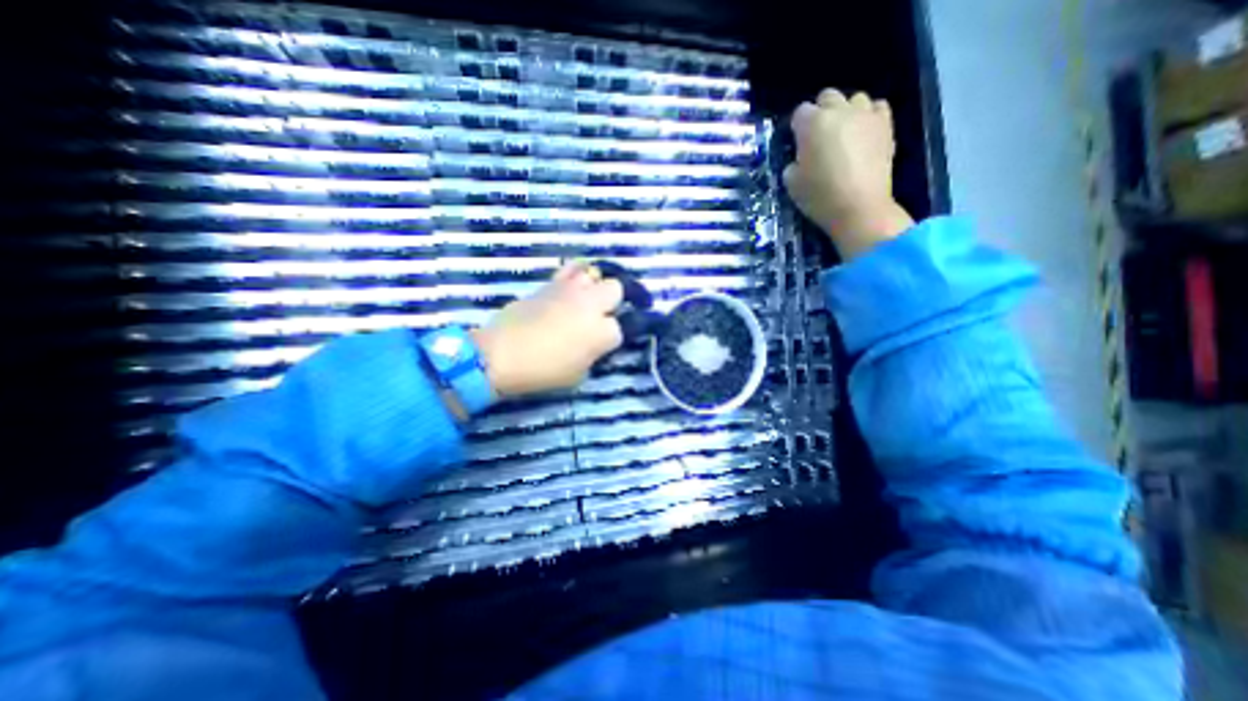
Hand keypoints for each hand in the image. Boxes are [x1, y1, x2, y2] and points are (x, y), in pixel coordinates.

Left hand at [468, 259, 624, 396]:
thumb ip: (592, 354)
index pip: (619, 328)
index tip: (599, 345)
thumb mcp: (578, 374)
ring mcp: (571, 290)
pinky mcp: (550, 284)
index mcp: (602, 333)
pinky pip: (570, 269)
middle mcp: (592, 305)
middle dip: (612, 301)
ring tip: (584, 299)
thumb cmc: (543, 371)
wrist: (502, 354)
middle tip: (600, 315)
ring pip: (594, 274)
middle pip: (615, 289)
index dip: (610, 337)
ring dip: (593, 286)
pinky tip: (570, 287)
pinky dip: (573, 276)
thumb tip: (592, 344)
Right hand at [784, 87, 912, 256]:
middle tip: (818, 137)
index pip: (799, 113)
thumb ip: (792, 164)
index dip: (797, 128)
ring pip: (855, 99)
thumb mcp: (791, 184)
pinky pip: (877, 108)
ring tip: (843, 135)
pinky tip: (863, 134)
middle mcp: (840, 111)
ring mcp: (866, 115)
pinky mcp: (886, 125)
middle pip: (827, 97)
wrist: (859, 207)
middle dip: (820, 113)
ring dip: (846, 112)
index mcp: (813, 124)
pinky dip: (869, 116)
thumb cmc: (819, 196)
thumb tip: (799, 159)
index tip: (797, 144)